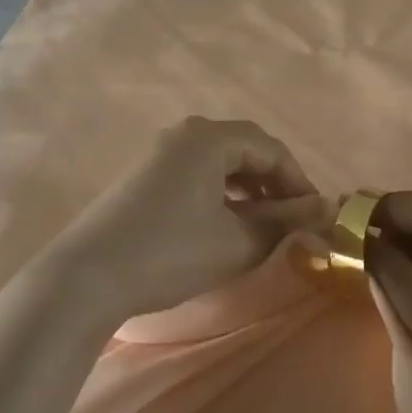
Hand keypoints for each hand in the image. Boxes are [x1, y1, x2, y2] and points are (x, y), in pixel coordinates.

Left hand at [41, 117, 328, 325]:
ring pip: (220, 164)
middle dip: (274, 185)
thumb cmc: (170, 253)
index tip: (316, 218)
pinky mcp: (144, 178)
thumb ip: (285, 222)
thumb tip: (325, 209)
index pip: (271, 150)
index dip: (299, 183)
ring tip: (263, 226)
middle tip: (292, 222)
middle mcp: (185, 135)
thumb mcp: (237, 242)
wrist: (86, 277)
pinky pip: (197, 175)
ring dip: (248, 191)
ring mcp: (160, 154)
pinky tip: (225, 225)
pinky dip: (220, 195)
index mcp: (209, 138)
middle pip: (245, 150)